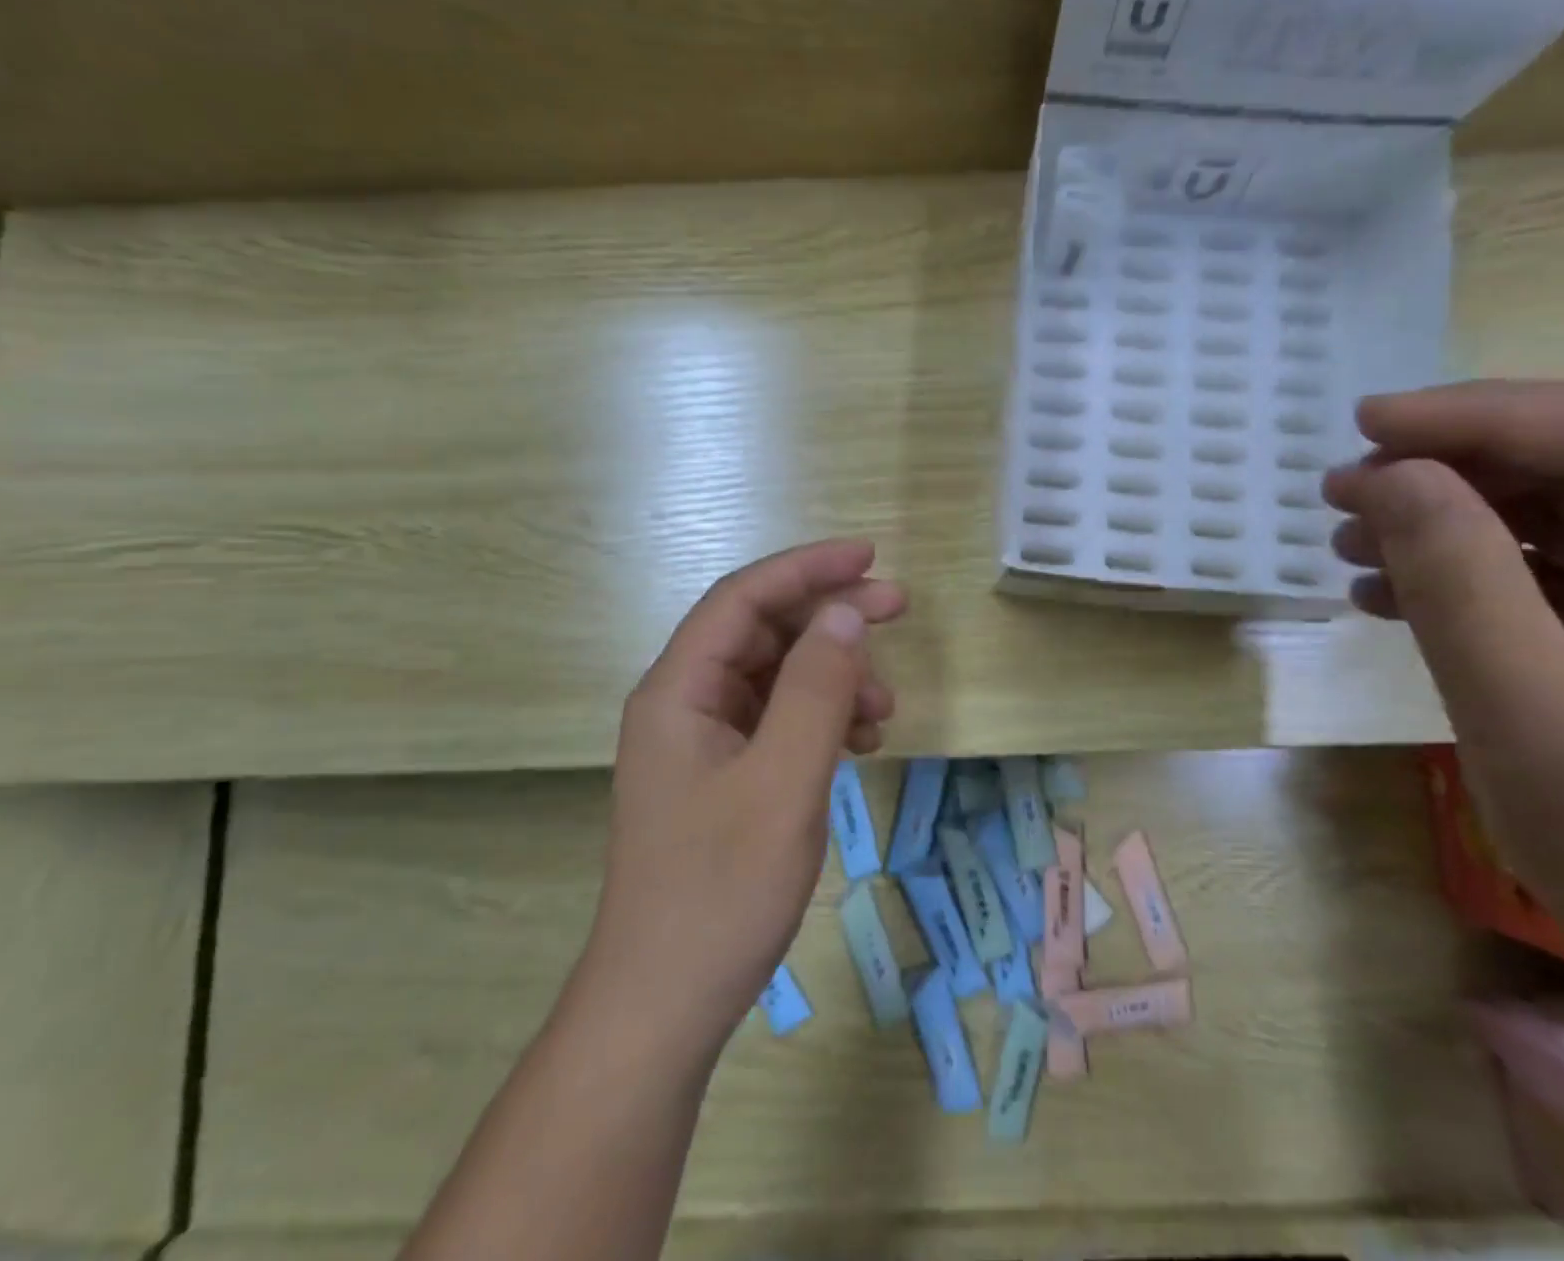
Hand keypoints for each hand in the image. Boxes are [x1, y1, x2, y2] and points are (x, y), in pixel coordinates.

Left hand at [574, 538, 907, 1058]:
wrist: (665, 1005)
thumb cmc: (721, 891)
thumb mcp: (783, 782)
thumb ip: (816, 690)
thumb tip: (846, 615)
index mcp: (678, 689)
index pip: (744, 598)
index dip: (807, 568)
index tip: (869, 558)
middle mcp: (683, 703)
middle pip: (761, 631)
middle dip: (829, 617)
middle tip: (897, 609)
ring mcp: (701, 742)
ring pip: (774, 677)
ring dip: (832, 675)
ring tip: (884, 706)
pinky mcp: (721, 777)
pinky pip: (776, 721)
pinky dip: (821, 718)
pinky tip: (859, 741)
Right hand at [1325, 381, 1563, 1251]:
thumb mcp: (1532, 713)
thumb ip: (1455, 578)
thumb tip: (1384, 476)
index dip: (1472, 415)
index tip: (1361, 425)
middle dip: (1454, 469)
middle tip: (1343, 492)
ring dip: (1456, 524)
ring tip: (1354, 546)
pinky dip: (1479, 579)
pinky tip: (1400, 598)